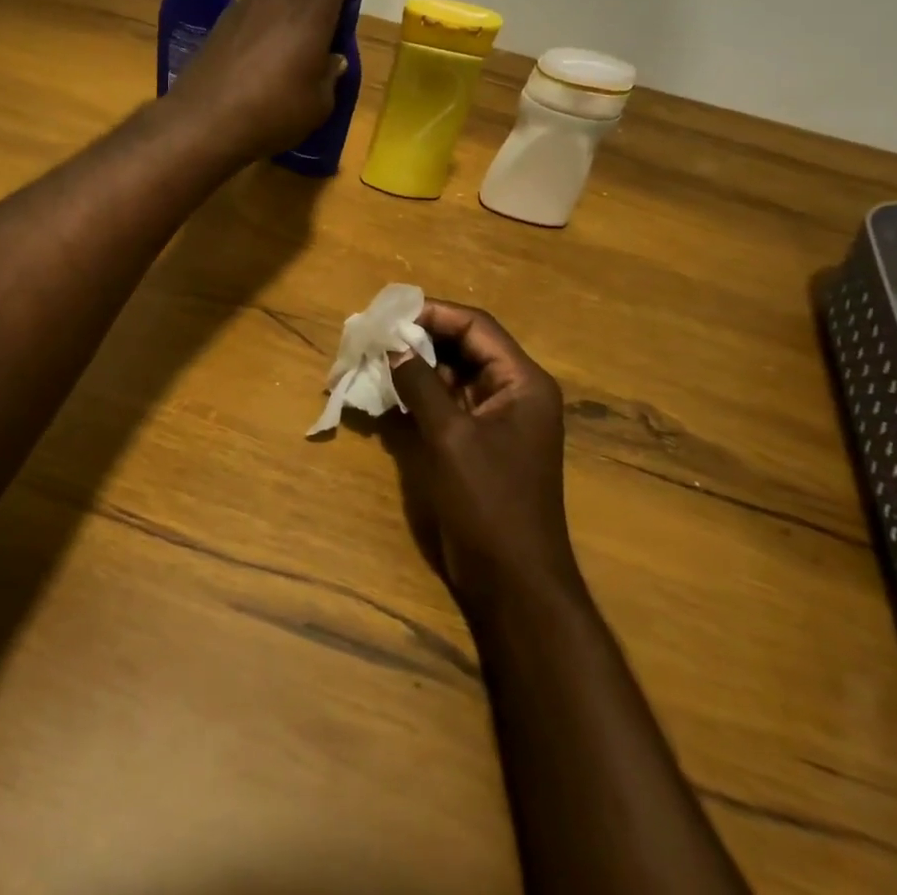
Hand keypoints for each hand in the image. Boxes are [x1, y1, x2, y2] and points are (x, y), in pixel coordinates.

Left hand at [167, 0, 367, 161]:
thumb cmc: (272, 112)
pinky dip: (265, 26)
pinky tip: (259, 67)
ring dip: (291, 12)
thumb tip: (329, 59)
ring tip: (289, 59)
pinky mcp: (221, 22)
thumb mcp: (320, 103)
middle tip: (321, 37)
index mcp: (311, 4)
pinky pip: (255, 11)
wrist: (201, 123)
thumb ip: (331, 73)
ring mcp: (244, 4)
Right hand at [389, 300, 580, 612]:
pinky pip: (447, 404)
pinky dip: (419, 394)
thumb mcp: (450, 437)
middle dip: (421, 339)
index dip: (434, 314)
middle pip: (465, 347)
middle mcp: (514, 392)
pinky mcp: (478, 443)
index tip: (390, 314)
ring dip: (417, 366)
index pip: (476, 327)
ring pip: (453, 374)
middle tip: (376, 334)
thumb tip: (391, 344)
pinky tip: (386, 391)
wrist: (513, 582)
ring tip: (374, 358)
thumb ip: (419, 384)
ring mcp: (497, 419)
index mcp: (522, 382)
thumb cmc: (489, 502)